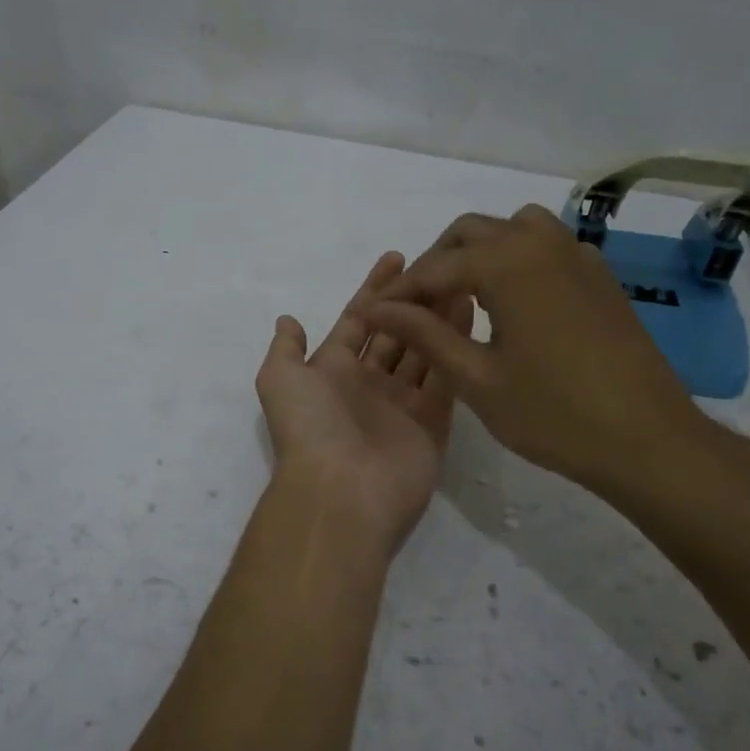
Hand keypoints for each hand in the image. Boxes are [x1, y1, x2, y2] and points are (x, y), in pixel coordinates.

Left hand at [256, 252, 470, 553]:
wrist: (341, 492)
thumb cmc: (310, 427)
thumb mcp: (280, 379)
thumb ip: (286, 348)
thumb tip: (288, 320)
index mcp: (332, 370)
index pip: (358, 320)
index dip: (374, 289)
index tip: (397, 258)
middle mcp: (368, 384)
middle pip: (395, 332)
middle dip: (413, 300)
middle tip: (440, 267)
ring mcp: (402, 404)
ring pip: (423, 350)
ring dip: (437, 318)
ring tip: (459, 282)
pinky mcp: (432, 423)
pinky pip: (445, 377)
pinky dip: (455, 346)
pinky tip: (469, 314)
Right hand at [359, 205, 717, 502]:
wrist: (649, 441)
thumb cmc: (554, 415)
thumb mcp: (476, 378)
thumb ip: (424, 334)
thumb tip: (377, 308)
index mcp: (507, 264)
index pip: (435, 267)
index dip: (401, 291)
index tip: (375, 314)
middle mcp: (541, 244)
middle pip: (470, 233)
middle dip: (436, 263)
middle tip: (417, 308)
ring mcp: (577, 256)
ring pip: (512, 229)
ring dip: (479, 252)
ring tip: (464, 296)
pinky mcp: (599, 276)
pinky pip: (546, 246)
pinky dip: (517, 259)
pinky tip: (513, 303)